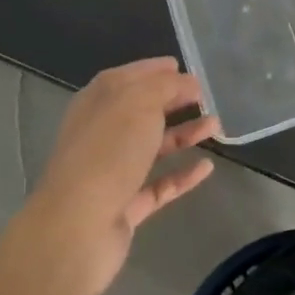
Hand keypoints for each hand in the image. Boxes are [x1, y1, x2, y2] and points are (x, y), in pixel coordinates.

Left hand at [25, 58, 217, 294]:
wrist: (78, 227)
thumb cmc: (108, 151)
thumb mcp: (140, 102)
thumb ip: (166, 86)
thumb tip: (187, 82)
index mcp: (98, 102)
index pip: (128, 76)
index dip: (154, 70)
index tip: (184, 67)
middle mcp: (102, 133)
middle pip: (142, 111)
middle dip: (173, 101)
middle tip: (206, 97)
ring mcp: (112, 172)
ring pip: (152, 147)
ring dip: (183, 135)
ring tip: (216, 126)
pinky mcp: (124, 206)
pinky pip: (158, 184)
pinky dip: (182, 175)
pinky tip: (207, 167)